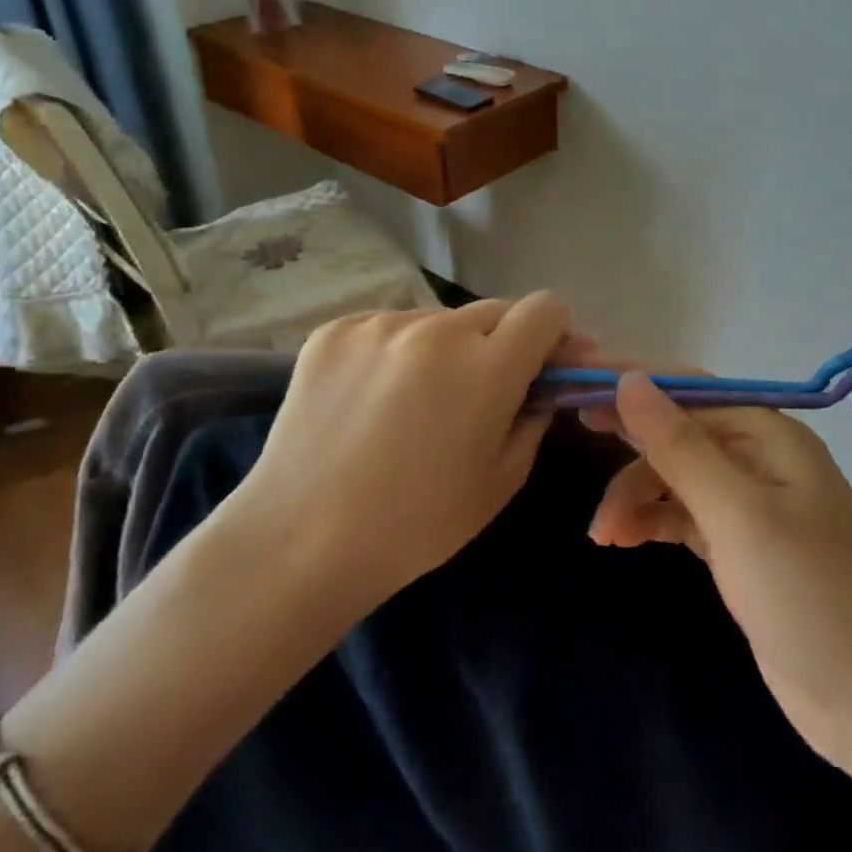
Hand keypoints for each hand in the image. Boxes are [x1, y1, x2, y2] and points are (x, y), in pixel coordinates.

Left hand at [224, 293, 574, 614]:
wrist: (298, 543)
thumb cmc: (415, 525)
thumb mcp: (501, 481)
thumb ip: (534, 418)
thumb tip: (542, 387)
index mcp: (487, 366)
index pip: (545, 309)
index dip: (553, 334)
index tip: (541, 365)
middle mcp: (437, 328)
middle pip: (495, 310)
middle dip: (501, 343)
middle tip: (479, 392)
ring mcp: (381, 324)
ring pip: (439, 320)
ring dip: (445, 349)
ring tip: (413, 403)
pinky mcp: (336, 330)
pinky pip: (389, 327)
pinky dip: (396, 353)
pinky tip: (372, 400)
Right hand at [585, 370, 851, 780]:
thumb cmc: (811, 597)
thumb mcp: (738, 516)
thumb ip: (680, 446)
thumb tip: (629, 379)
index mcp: (768, 433)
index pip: (688, 389)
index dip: (631, 381)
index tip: (574, 380)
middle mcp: (759, 457)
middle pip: (678, 431)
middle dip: (629, 440)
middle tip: (573, 434)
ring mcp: (751, 504)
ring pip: (676, 477)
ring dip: (635, 494)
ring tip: (602, 535)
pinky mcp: (741, 547)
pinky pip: (684, 515)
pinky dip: (652, 521)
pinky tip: (622, 539)